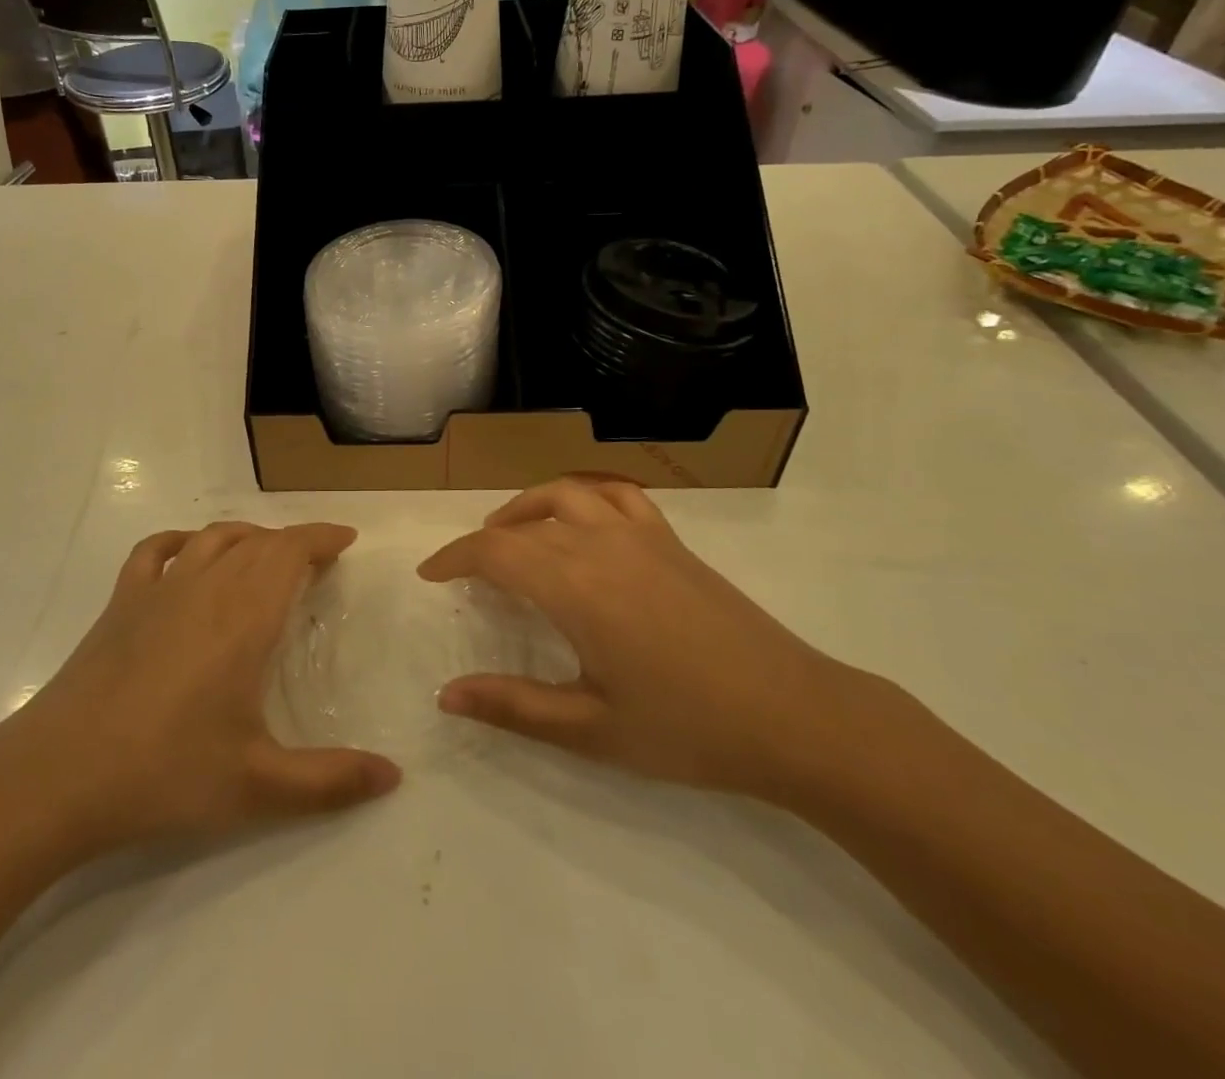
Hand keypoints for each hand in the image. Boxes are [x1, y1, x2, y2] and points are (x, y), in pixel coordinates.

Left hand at [0, 522, 400, 862]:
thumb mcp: (258, 787)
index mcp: (244, 617)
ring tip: (265, 555)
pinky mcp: (120, 603)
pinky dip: (181, 541)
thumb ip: (331, 782)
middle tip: (316, 563)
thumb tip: (394, 776)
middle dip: (292, 543)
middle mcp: (205, 588)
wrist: (57, 776)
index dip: (321, 538)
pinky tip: (188, 554)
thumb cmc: (165, 774)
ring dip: (247, 537)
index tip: (346, 540)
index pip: (290, 552)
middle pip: (257, 542)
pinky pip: (155, 551)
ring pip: (212, 539)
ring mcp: (157, 591)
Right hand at [418, 479, 854, 796]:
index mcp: (574, 586)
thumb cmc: (687, 729)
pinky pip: (617, 495)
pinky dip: (585, 495)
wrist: (793, 716)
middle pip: (522, 524)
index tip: (431, 574)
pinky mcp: (671, 540)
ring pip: (566, 494)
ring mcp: (640, 535)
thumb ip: (513, 707)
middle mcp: (600, 545)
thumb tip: (446, 695)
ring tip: (510, 534)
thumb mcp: (590, 730)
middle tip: (465, 571)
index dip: (454, 557)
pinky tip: (581, 519)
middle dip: (484, 541)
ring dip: (526, 507)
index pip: (494, 551)